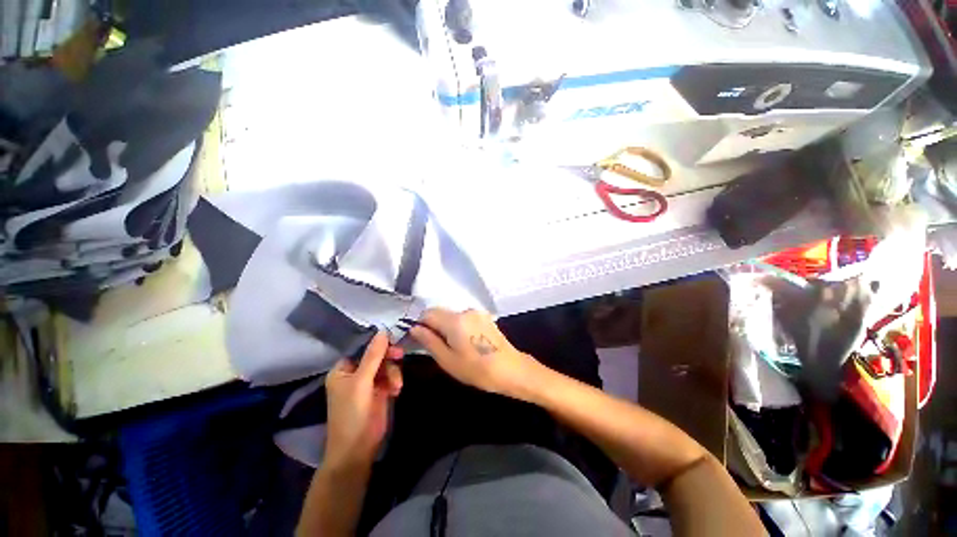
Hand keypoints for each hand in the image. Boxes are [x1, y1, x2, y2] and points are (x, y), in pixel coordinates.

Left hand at [324, 333, 403, 469]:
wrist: (358, 449)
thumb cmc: (352, 414)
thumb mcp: (362, 382)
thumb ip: (373, 356)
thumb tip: (383, 331)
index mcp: (343, 369)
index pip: (362, 348)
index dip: (377, 343)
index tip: (392, 339)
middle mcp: (355, 373)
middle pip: (376, 355)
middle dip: (388, 358)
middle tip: (400, 355)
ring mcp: (369, 383)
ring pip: (386, 365)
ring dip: (393, 372)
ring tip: (396, 386)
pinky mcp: (380, 391)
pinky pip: (391, 377)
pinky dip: (395, 381)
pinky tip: (396, 391)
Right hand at [409, 308, 540, 397]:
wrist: (511, 370)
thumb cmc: (477, 369)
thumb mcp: (448, 360)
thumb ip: (429, 341)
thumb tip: (414, 328)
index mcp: (455, 320)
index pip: (428, 313)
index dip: (420, 324)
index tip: (420, 339)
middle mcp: (466, 310)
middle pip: (441, 312)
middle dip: (434, 326)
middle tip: (436, 347)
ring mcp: (478, 313)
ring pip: (453, 315)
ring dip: (447, 327)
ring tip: (453, 347)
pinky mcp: (485, 317)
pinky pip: (465, 318)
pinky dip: (459, 327)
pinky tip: (466, 343)